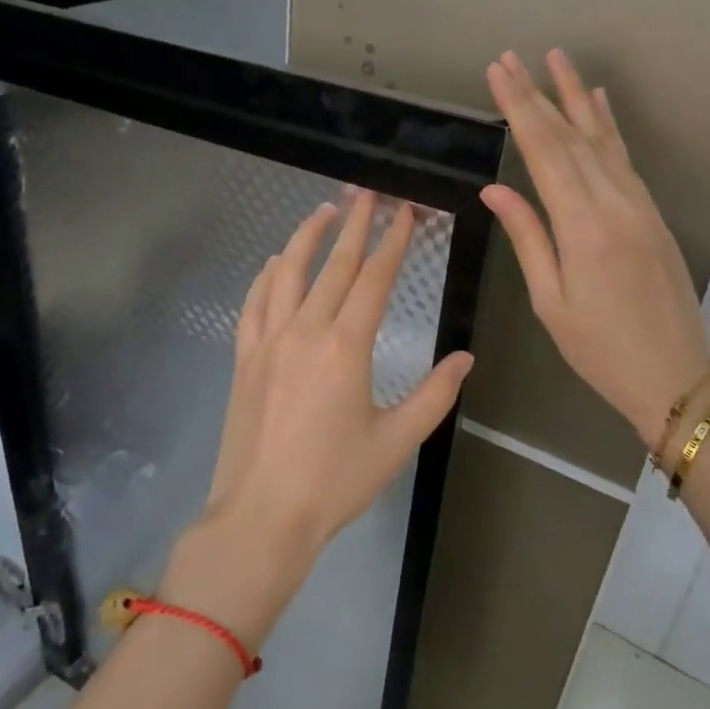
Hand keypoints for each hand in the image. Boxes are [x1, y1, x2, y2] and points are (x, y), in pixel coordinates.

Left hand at [165, 193, 475, 645]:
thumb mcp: (396, 441)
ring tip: (324, 209)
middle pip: (333, 265)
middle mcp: (304, 331)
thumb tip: (465, 358)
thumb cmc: (335, 481)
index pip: (373, 279)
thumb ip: (434, 395)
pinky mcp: (244, 359)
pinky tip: (275, 263)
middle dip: (355, 224)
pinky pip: (254, 304)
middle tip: (367, 192)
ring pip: (287, 274)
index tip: (405, 212)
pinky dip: (266, 276)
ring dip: (306, 237)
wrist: (261, 516)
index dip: (392, 242)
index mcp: (345, 347)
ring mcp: (268, 342)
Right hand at [482, 49, 709, 450]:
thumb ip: (528, 238)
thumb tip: (495, 189)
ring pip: (602, 140)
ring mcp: (639, 205)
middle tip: (511, 57)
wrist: (675, 377)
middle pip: (570, 137)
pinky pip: (625, 159)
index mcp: (584, 227)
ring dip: (575, 98)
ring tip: (556, 59)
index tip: (498, 73)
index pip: (544, 152)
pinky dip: (609, 126)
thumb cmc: (600, 350)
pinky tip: (599, 103)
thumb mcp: (551, 302)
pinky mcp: (652, 214)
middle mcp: (615, 203)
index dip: (519, 109)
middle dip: (538, 94)